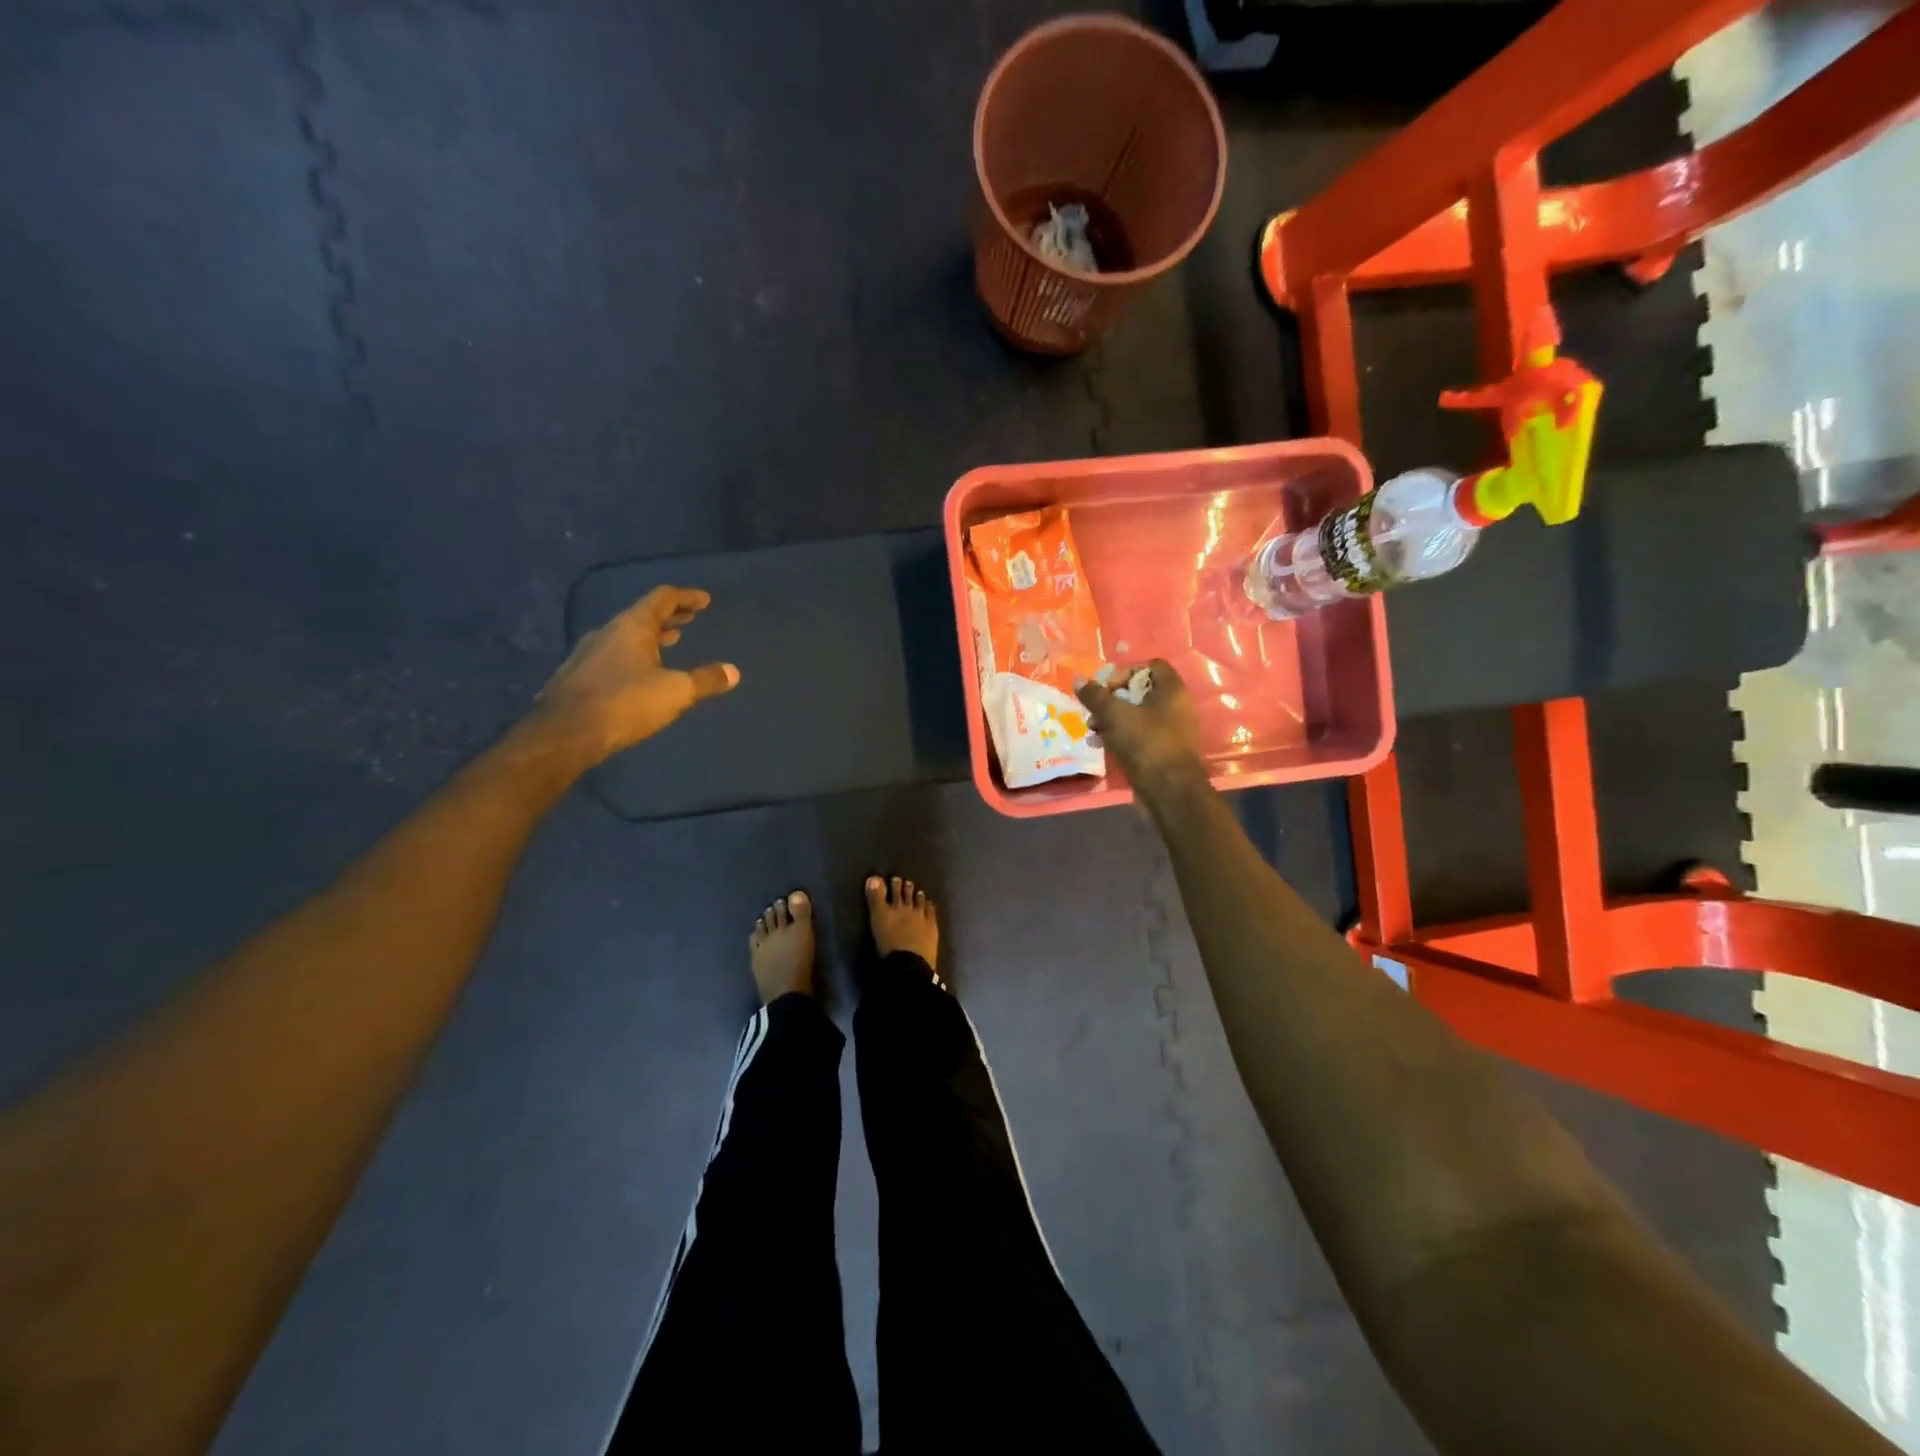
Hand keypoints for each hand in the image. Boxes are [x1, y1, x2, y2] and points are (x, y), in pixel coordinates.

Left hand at [533, 586, 739, 761]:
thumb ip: (705, 680)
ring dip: (651, 636)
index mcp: (632, 627)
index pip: (662, 599)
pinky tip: (640, 672)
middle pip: (643, 615)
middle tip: (690, 618)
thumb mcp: (675, 692)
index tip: (704, 600)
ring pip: (626, 636)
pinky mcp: (579, 676)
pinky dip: (635, 654)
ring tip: (670, 641)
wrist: (564, 732)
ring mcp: (589, 654)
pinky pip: (614, 655)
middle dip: (670, 616)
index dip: (686, 597)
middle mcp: (608, 632)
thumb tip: (733, 672)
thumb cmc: (625, 703)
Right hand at [1075, 659, 1207, 807]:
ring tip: (1092, 729)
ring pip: (1135, 715)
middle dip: (1112, 698)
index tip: (1106, 686)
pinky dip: (1118, 736)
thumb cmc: (1146, 744)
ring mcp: (1168, 731)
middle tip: (1094, 709)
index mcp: (1172, 691)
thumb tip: (1077, 679)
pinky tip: (1099, 744)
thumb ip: (1095, 696)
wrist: (1169, 792)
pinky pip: (1136, 736)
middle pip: (1138, 691)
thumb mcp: (1116, 715)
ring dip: (1110, 719)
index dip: (1126, 671)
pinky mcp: (1159, 752)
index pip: (1151, 666)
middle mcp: (1174, 707)